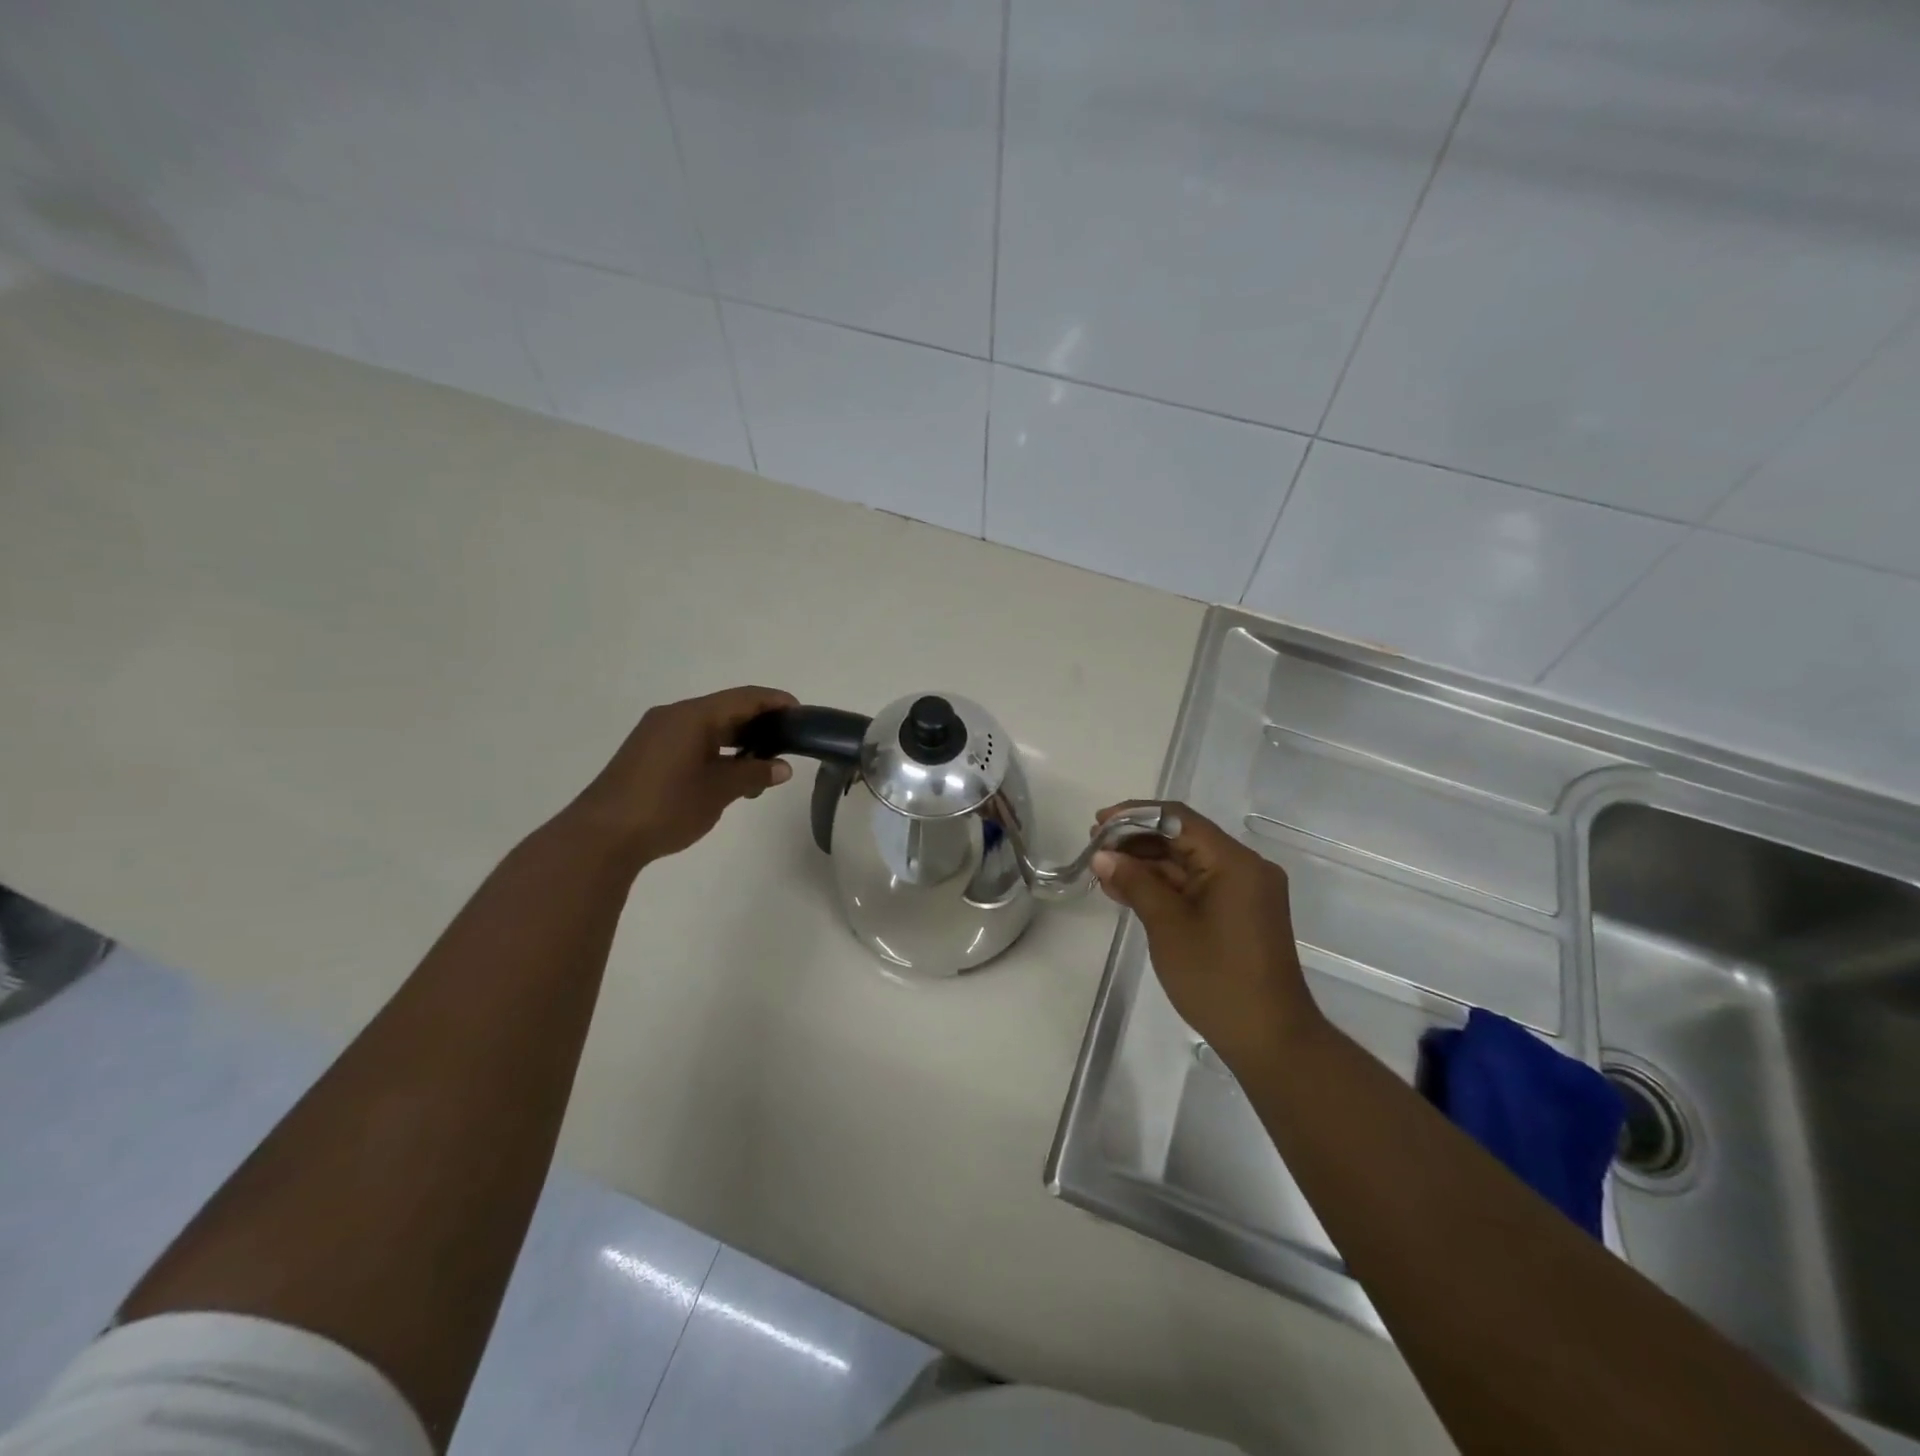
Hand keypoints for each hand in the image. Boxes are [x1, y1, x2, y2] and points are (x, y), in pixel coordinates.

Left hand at [566, 686, 797, 866]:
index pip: (744, 698)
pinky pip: (691, 741)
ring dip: (738, 742)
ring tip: (763, 767)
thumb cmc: (666, 806)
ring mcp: (656, 735)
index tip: (802, 716)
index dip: (776, 702)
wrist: (601, 837)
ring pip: (708, 727)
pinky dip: (716, 751)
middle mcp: (673, 716)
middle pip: (726, 709)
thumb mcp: (718, 791)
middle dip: (759, 724)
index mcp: (692, 716)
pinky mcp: (647, 754)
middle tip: (788, 743)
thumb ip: (753, 773)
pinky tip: (729, 776)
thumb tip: (782, 767)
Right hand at [1091, 802, 1322, 1073]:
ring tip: (1103, 870)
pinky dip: (1163, 886)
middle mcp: (1244, 868)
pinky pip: (1196, 886)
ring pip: (1187, 863)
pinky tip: (1127, 891)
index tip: (1099, 824)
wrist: (1270, 1041)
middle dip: (1137, 840)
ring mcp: (1243, 892)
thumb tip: (1102, 856)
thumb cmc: (1218, 979)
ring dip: (1146, 864)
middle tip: (1095, 849)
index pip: (1178, 820)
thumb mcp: (1168, 926)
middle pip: (1183, 838)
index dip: (1134, 816)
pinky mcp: (1238, 913)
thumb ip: (1135, 883)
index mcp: (1235, 862)